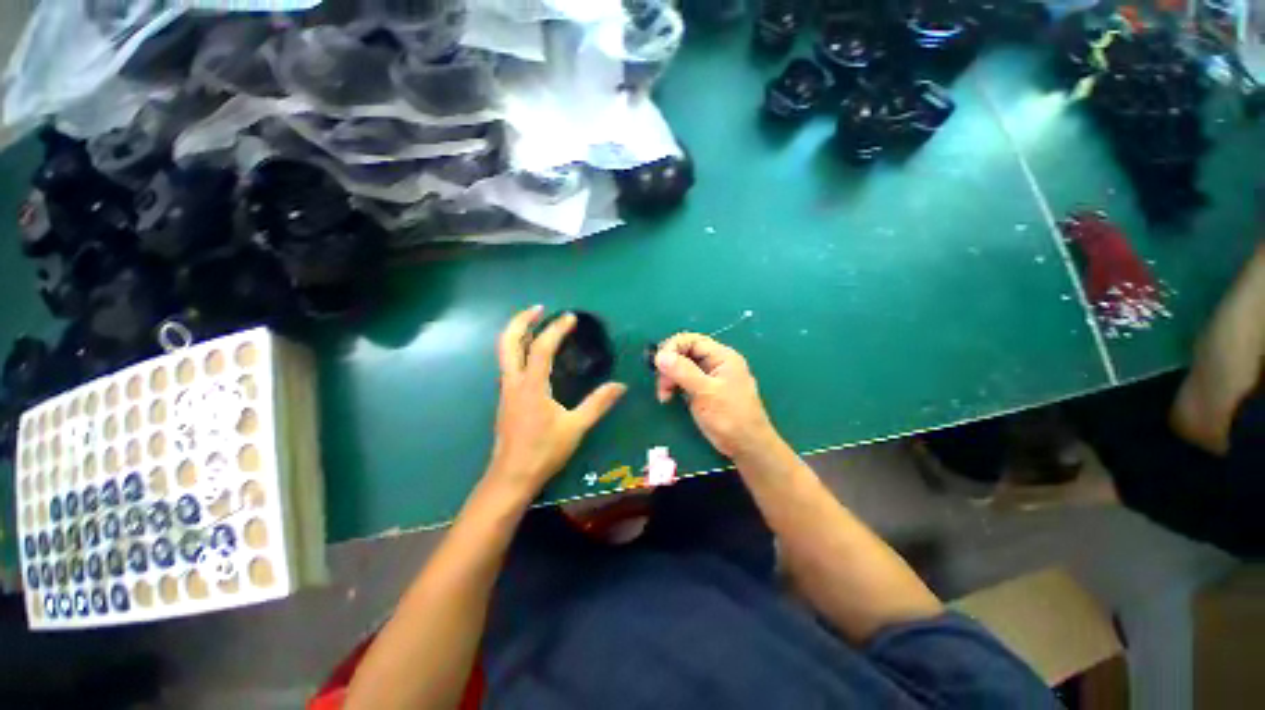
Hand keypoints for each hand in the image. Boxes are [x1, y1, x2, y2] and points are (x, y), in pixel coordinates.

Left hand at [487, 307, 626, 496]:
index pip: (541, 348)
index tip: (570, 317)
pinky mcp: (506, 398)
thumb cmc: (543, 452)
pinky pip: (508, 364)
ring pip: (504, 352)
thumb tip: (620, 386)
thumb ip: (598, 404)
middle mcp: (513, 382)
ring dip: (517, 332)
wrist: (511, 477)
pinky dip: (518, 348)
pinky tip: (532, 354)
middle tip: (539, 308)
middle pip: (508, 342)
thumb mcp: (575, 427)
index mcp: (531, 386)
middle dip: (521, 320)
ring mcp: (506, 390)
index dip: (556, 330)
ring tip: (536, 323)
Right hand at [654, 333, 777, 459]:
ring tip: (665, 396)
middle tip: (662, 387)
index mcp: (722, 356)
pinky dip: (675, 386)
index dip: (672, 348)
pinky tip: (670, 397)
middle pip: (685, 352)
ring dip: (670, 378)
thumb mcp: (705, 392)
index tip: (659, 366)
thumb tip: (659, 355)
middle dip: (669, 366)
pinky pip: (686, 380)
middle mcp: (717, 362)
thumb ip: (683, 372)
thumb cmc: (730, 418)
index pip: (691, 340)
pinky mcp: (705, 390)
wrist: (747, 447)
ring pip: (683, 367)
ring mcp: (711, 377)